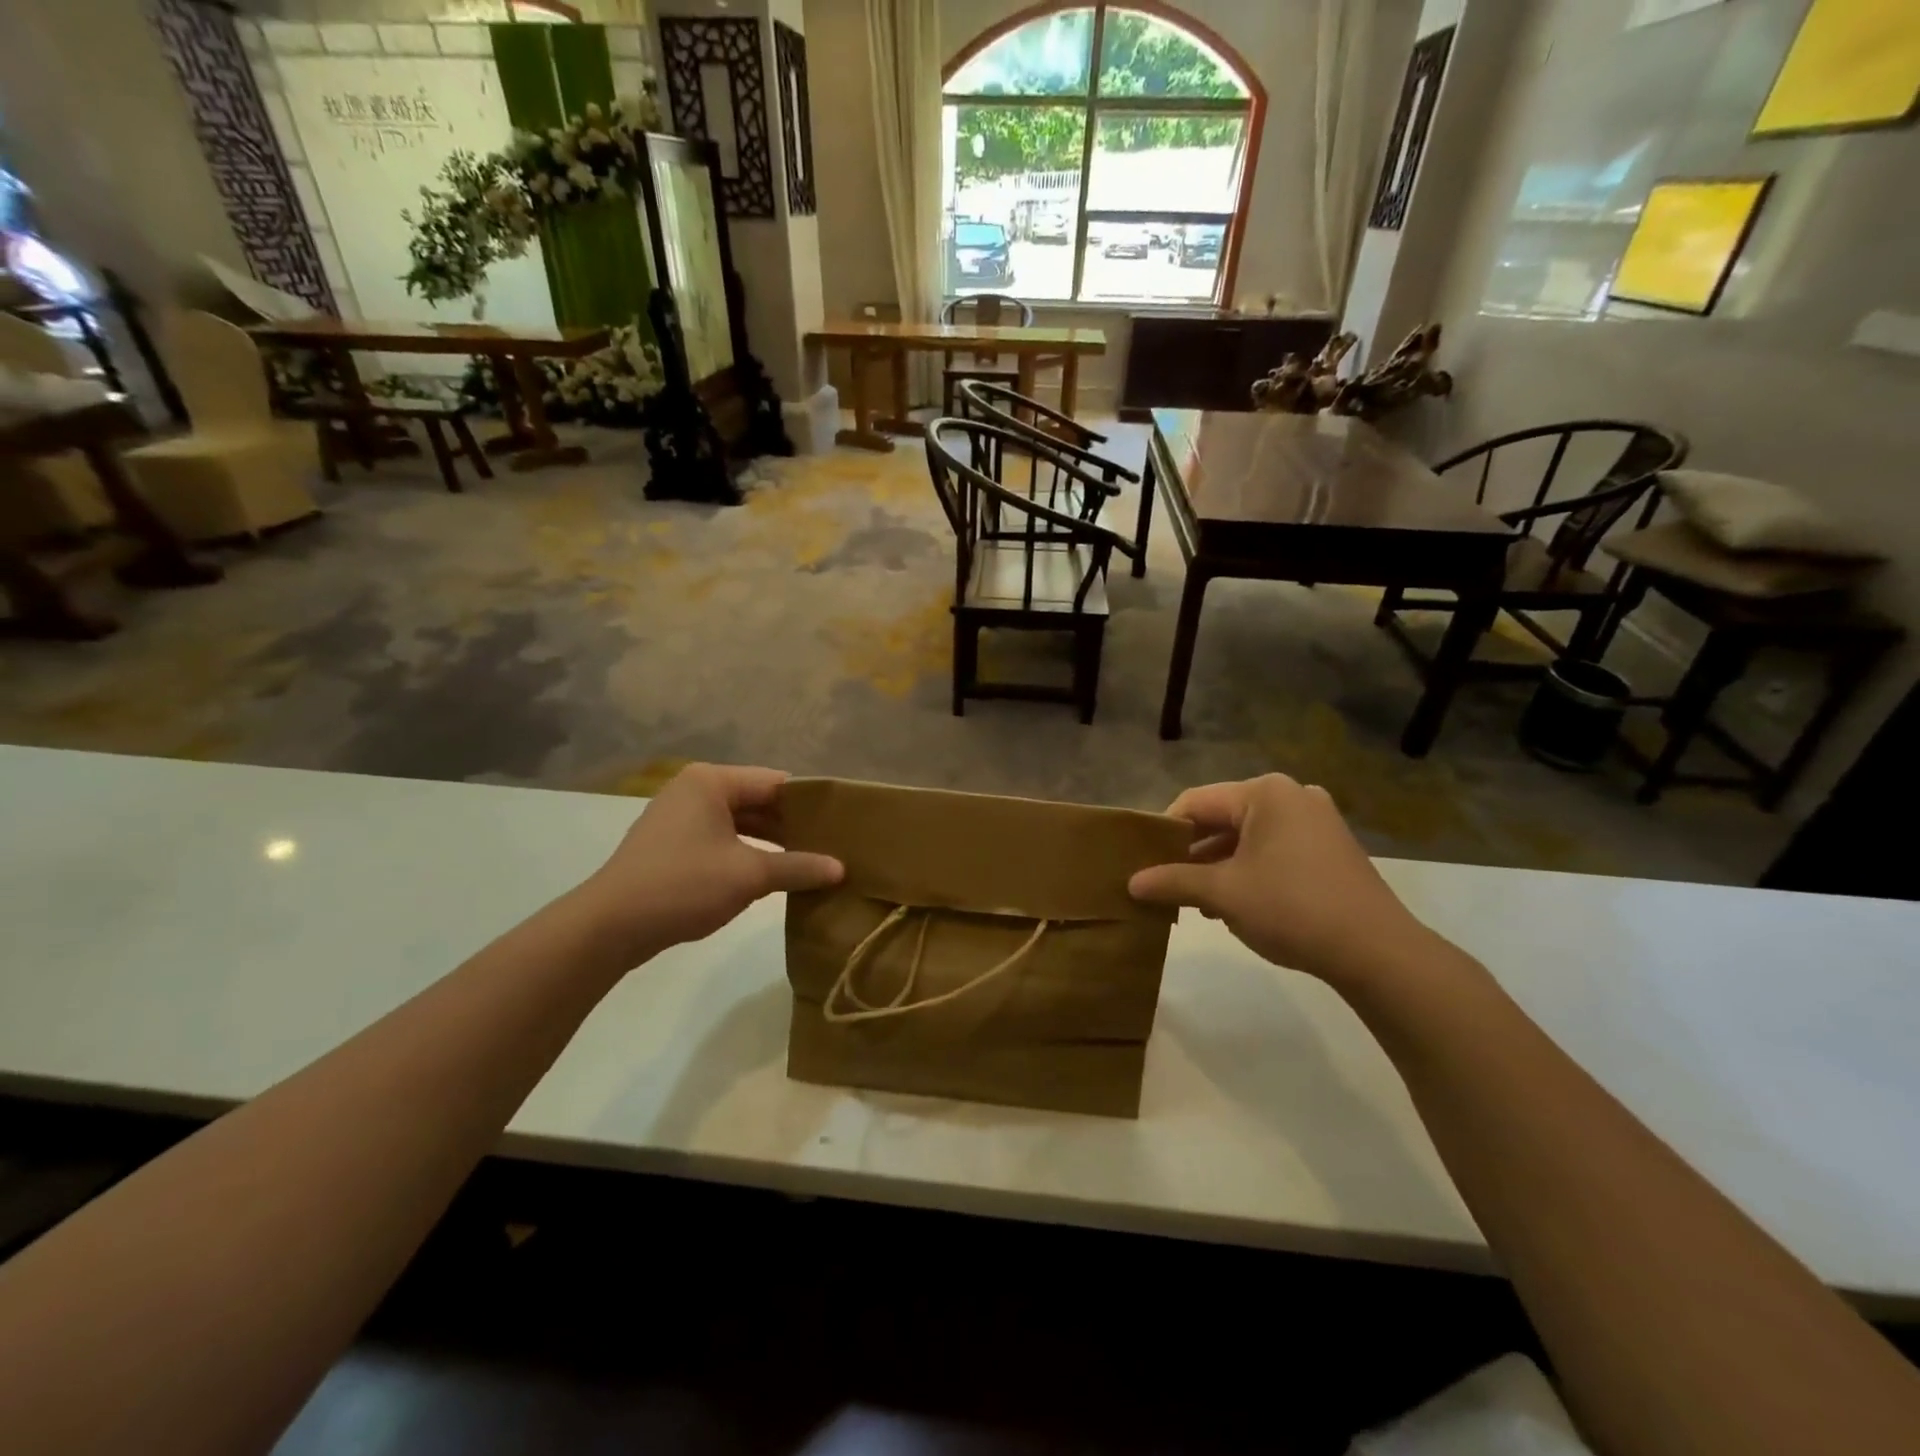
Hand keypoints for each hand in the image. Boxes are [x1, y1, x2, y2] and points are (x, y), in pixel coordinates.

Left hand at [570, 764, 842, 964]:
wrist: (610, 926)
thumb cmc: (683, 885)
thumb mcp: (749, 876)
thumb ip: (798, 867)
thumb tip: (841, 869)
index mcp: (712, 781)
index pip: (777, 782)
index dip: (812, 803)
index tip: (843, 823)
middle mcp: (695, 790)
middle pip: (759, 800)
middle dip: (793, 824)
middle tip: (833, 845)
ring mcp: (681, 817)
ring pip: (741, 822)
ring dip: (772, 841)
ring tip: (812, 860)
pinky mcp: (673, 845)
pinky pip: (723, 839)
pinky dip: (748, 853)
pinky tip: (774, 874)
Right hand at [1129, 775, 1435, 986]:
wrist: (1377, 951)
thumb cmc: (1291, 908)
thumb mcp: (1223, 893)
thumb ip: (1174, 881)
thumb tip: (1131, 883)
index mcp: (1264, 793)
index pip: (1195, 802)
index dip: (1163, 831)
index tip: (1142, 862)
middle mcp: (1292, 795)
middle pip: (1222, 818)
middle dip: (1192, 852)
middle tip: (1165, 883)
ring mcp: (1316, 821)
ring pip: (1248, 836)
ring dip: (1218, 865)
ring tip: (1195, 900)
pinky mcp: (1330, 848)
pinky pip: (1274, 849)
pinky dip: (1249, 870)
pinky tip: (1234, 903)